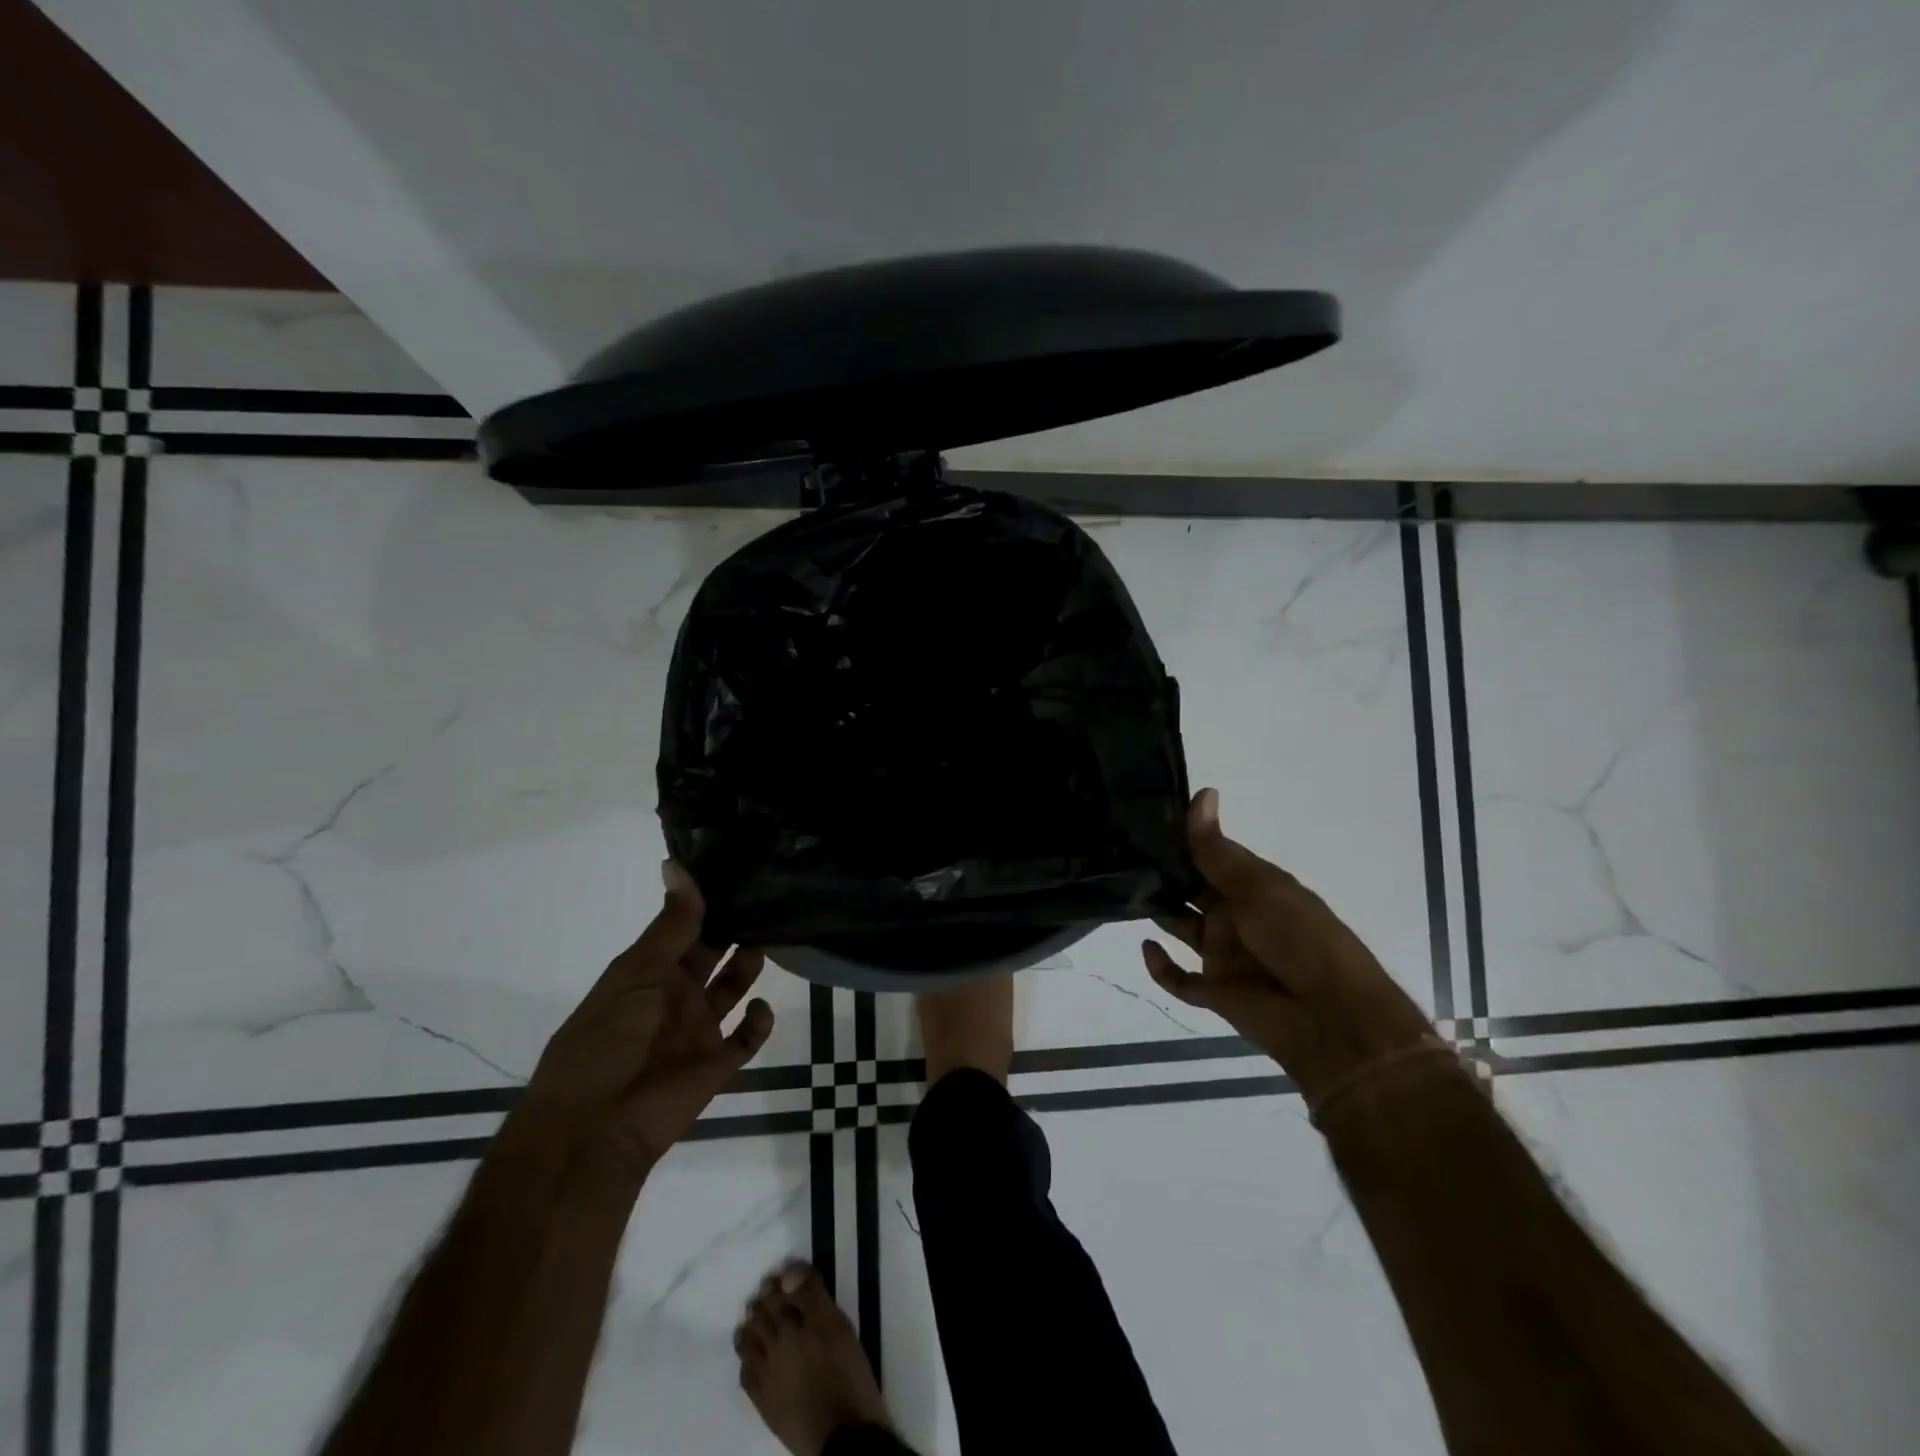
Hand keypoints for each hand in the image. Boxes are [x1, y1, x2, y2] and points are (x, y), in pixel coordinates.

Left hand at [504, 862, 775, 1193]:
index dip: (707, 901)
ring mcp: (698, 1029)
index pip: (684, 927)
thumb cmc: (605, 1040)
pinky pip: (747, 1037)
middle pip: (713, 952)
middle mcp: (676, 995)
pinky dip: (759, 1021)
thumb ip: (671, 925)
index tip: (738, 869)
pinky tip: (760, 1006)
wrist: (594, 1129)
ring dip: (750, 965)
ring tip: (774, 935)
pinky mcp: (717, 1063)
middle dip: (735, 927)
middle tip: (769, 895)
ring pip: (733, 987)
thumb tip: (679, 864)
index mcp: (649, 972)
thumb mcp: (636, 973)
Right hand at [1142, 788, 1434, 1106]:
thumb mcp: (1257, 887)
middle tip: (1118, 852)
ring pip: (1180, 927)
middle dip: (1162, 873)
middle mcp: (1234, 916)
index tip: (1143, 820)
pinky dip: (1160, 967)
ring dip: (1157, 911)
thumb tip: (1203, 793)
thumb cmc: (1299, 938)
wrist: (1331, 1018)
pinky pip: (1179, 978)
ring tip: (1122, 890)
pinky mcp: (1214, 991)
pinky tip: (1147, 947)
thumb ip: (1217, 850)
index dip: (1181, 840)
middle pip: (1190, 889)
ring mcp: (1223, 954)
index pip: (1210, 857)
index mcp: (1252, 887)